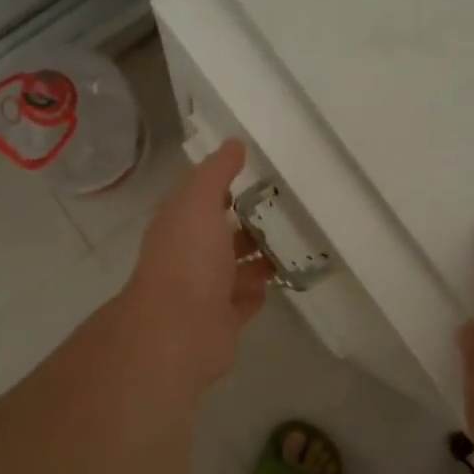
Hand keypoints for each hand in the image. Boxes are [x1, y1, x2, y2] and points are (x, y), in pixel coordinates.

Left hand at [117, 140, 273, 392]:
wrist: (180, 330)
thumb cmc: (188, 258)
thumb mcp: (199, 202)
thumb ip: (217, 173)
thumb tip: (234, 142)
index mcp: (178, 225)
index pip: (199, 200)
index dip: (222, 188)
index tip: (255, 177)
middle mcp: (189, 256)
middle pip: (220, 235)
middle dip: (246, 223)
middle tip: (286, 209)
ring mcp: (205, 291)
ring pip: (235, 268)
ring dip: (258, 256)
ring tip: (294, 241)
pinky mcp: (223, 321)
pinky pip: (245, 300)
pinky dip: (259, 290)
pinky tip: (282, 277)